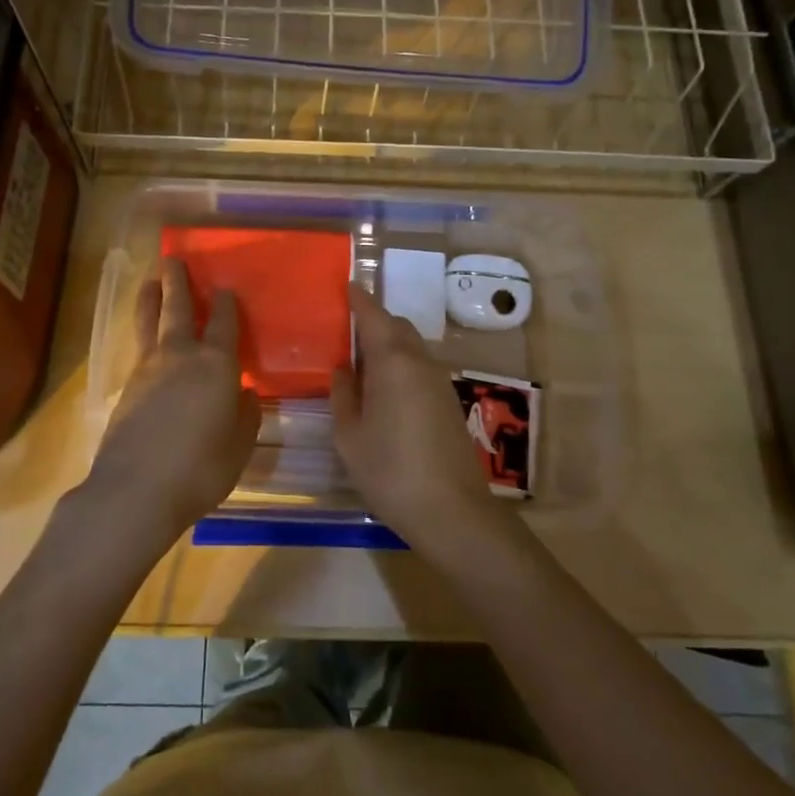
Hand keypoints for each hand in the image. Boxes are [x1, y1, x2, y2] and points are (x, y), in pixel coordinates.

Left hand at [82, 257, 258, 548]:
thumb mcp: (239, 445)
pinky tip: (146, 340)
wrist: (135, 490)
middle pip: (177, 308)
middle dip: (177, 282)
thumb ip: (245, 414)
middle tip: (172, 259)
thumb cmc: (200, 468)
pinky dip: (143, 333)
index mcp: (216, 364)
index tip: (226, 288)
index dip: (226, 303)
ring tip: (150, 281)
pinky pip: (139, 348)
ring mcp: (148, 369)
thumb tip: (243, 394)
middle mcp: (180, 356)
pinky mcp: (126, 388)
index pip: (224, 323)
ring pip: (149, 323)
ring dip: (151, 299)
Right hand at [331, 283, 502, 546]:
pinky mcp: (449, 402)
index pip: (374, 316)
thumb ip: (343, 396)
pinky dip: (401, 366)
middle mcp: (420, 362)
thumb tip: (343, 370)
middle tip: (346, 333)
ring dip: (388, 346)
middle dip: (374, 322)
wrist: (452, 511)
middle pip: (397, 327)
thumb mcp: (350, 436)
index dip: (359, 299)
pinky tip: (385, 392)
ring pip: (411, 348)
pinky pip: (420, 368)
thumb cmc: (390, 471)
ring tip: (361, 365)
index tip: (348, 284)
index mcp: (393, 362)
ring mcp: (439, 382)